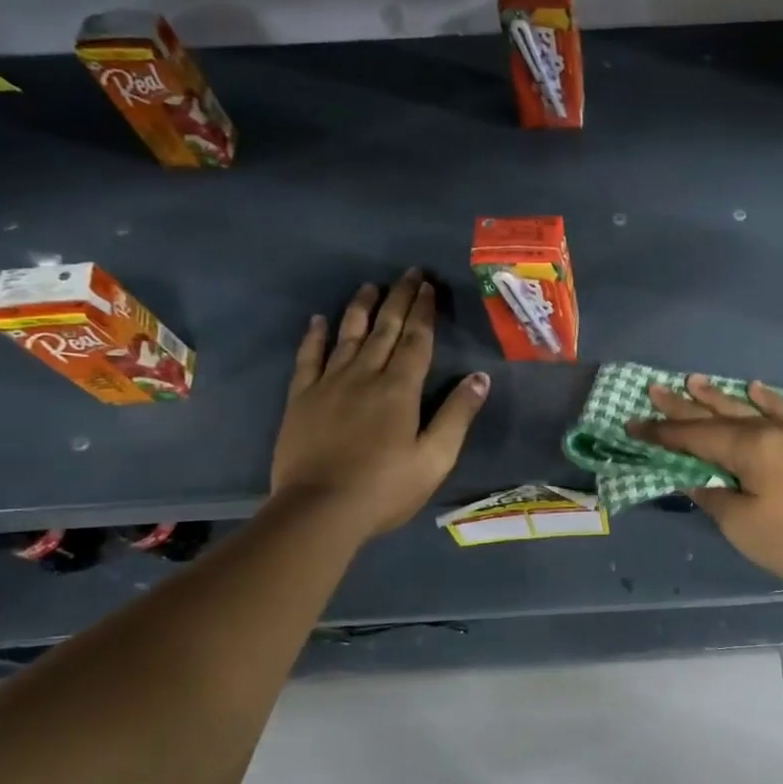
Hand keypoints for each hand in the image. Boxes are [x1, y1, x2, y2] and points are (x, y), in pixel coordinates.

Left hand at [271, 269, 489, 537]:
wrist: (319, 510)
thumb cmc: (385, 488)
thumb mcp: (435, 458)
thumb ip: (457, 415)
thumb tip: (480, 377)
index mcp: (400, 389)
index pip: (415, 340)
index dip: (423, 311)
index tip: (428, 286)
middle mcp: (365, 375)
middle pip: (384, 328)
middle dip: (398, 299)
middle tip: (408, 273)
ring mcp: (329, 384)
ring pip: (348, 335)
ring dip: (361, 308)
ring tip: (370, 286)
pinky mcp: (301, 399)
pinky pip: (308, 358)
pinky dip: (315, 337)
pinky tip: (319, 321)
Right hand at [627, 376, 782, 602]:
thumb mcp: (743, 526)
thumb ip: (714, 497)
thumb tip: (694, 480)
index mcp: (749, 448)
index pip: (694, 437)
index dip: (662, 433)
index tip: (633, 425)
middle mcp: (770, 432)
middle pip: (718, 416)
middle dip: (683, 406)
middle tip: (654, 389)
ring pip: (748, 410)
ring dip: (719, 397)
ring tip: (693, 380)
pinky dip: (768, 399)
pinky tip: (755, 387)